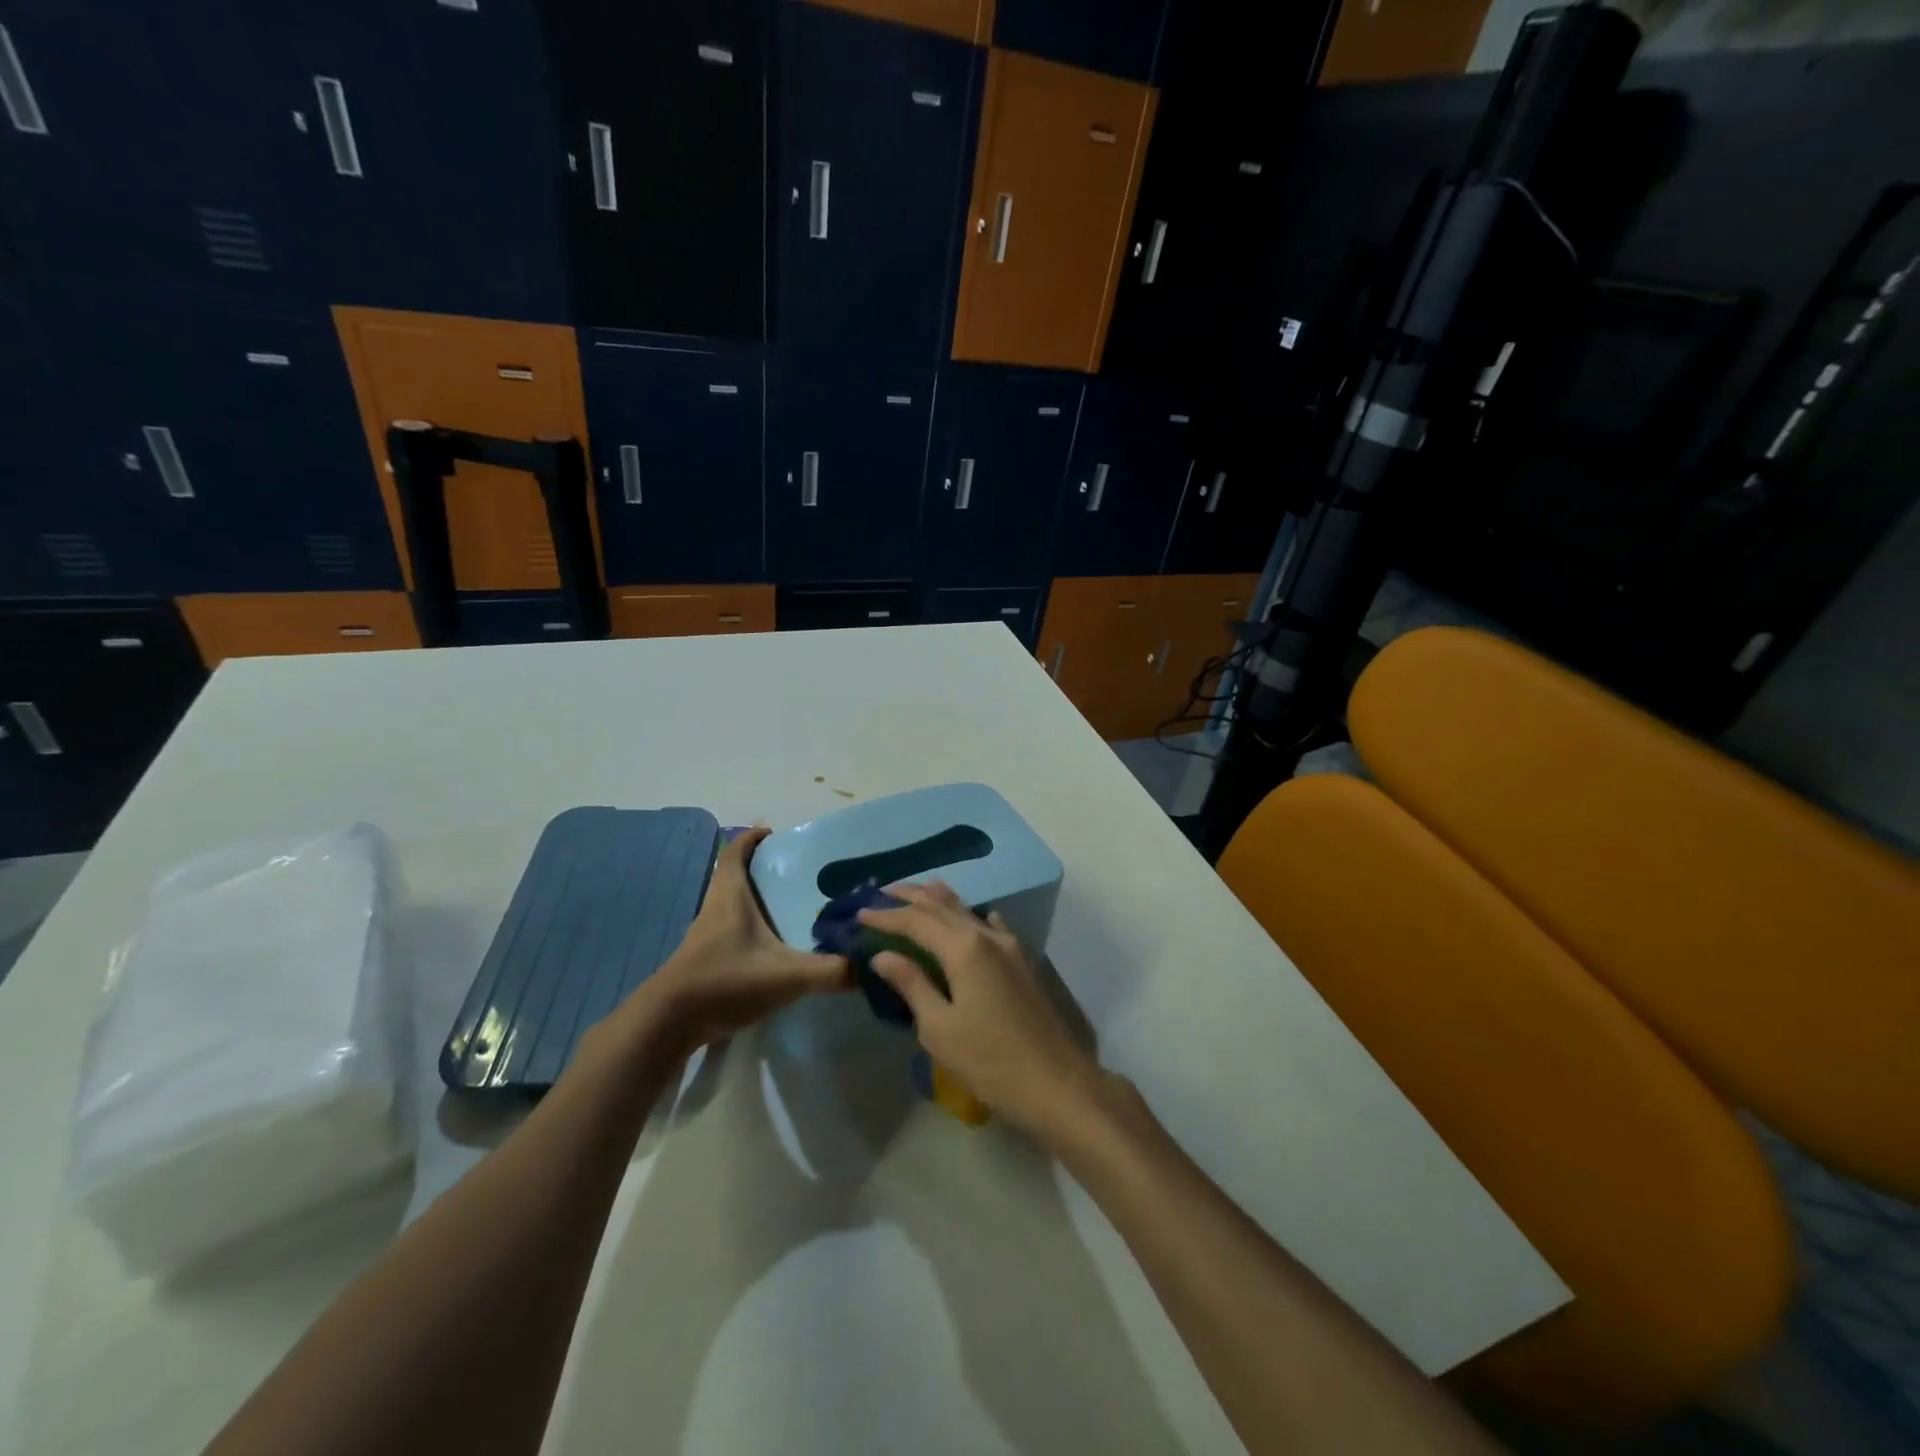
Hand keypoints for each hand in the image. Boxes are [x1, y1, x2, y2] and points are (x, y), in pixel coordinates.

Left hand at [634, 827, 849, 1052]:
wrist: (667, 1025)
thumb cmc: (725, 982)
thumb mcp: (787, 976)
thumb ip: (831, 971)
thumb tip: (869, 967)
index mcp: (730, 895)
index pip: (736, 850)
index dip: (754, 838)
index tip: (780, 836)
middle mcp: (716, 908)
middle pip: (737, 875)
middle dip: (765, 869)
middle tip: (802, 874)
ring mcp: (707, 935)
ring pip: (734, 904)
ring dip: (758, 900)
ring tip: (794, 908)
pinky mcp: (705, 960)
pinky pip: (732, 931)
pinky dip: (752, 929)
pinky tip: (775, 947)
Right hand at [859, 882, 1099, 1132]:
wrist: (1054, 1081)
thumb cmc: (989, 1060)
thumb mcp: (939, 1028)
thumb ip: (912, 984)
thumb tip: (882, 955)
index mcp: (964, 948)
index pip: (916, 921)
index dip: (886, 916)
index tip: (859, 914)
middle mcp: (986, 935)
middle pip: (941, 905)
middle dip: (910, 897)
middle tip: (880, 893)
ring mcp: (1008, 945)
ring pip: (966, 910)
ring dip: (937, 900)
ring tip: (914, 893)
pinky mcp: (1020, 959)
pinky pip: (989, 924)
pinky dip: (968, 915)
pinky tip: (966, 917)